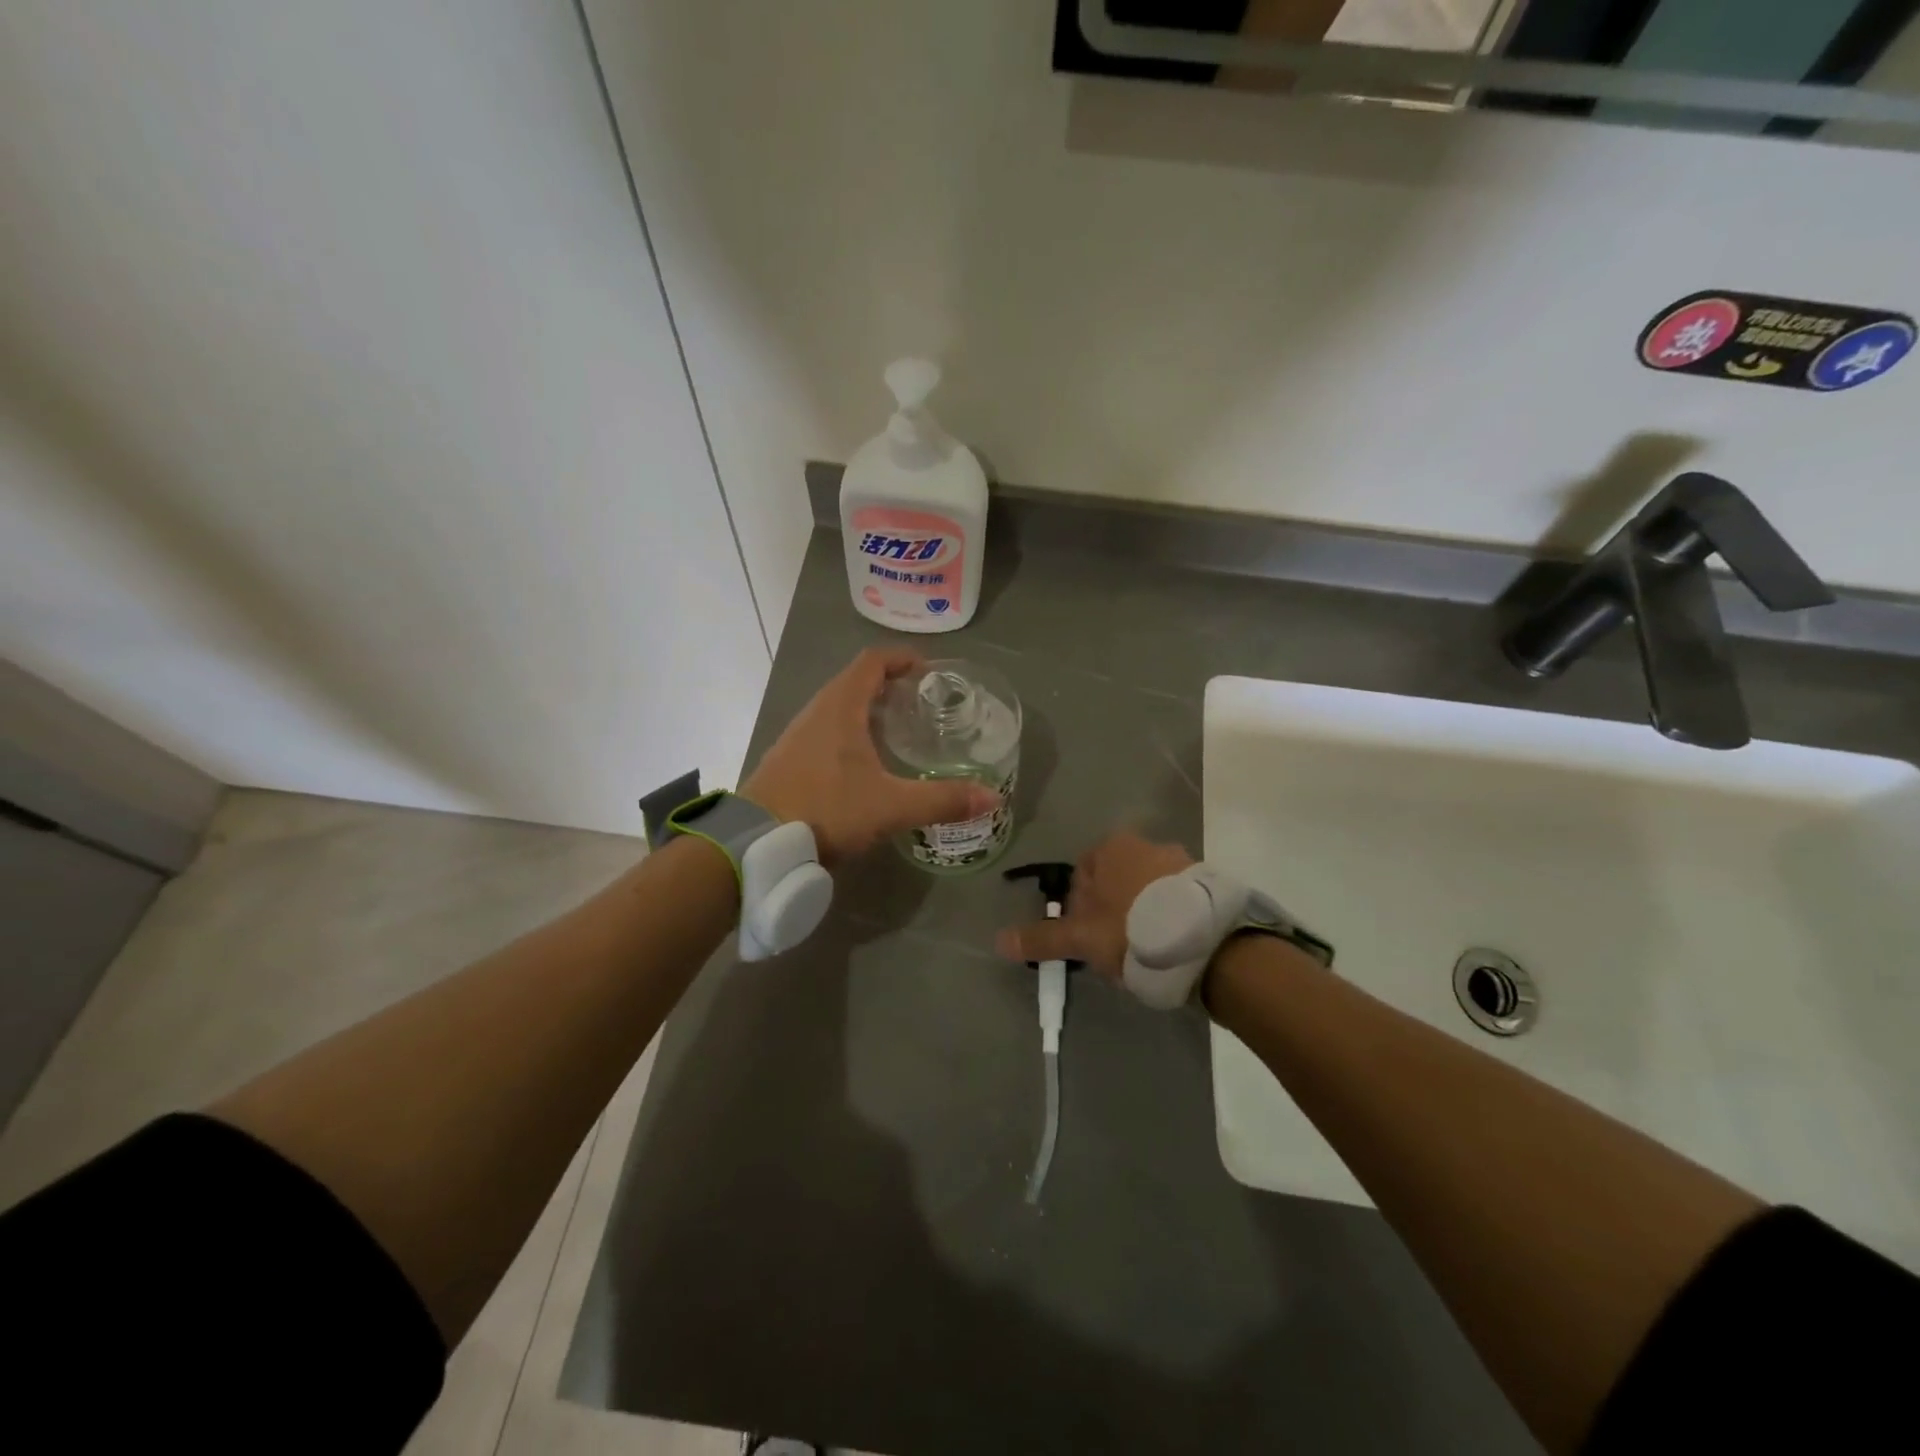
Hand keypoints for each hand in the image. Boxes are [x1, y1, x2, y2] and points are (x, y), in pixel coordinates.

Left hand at [742, 648, 998, 866]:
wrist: (756, 844)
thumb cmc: (826, 810)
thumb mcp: (891, 806)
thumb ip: (942, 800)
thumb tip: (992, 797)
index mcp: (840, 708)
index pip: (872, 662)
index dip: (900, 658)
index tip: (927, 669)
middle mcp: (816, 713)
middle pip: (853, 682)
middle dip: (887, 685)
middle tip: (919, 703)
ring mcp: (796, 738)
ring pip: (836, 709)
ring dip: (865, 710)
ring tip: (896, 731)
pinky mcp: (786, 762)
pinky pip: (823, 733)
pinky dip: (848, 734)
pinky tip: (862, 764)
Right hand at [994, 830, 1194, 979]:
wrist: (1206, 942)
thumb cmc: (1132, 931)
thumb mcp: (1082, 939)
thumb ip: (1043, 939)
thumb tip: (998, 941)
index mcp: (1111, 848)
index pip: (1081, 876)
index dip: (1079, 909)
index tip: (1087, 938)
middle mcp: (1145, 844)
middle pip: (1114, 881)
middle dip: (1111, 910)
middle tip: (1114, 947)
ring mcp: (1180, 861)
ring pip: (1146, 890)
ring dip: (1141, 914)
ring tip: (1145, 950)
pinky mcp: (1205, 883)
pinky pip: (1175, 900)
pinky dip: (1169, 917)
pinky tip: (1171, 946)